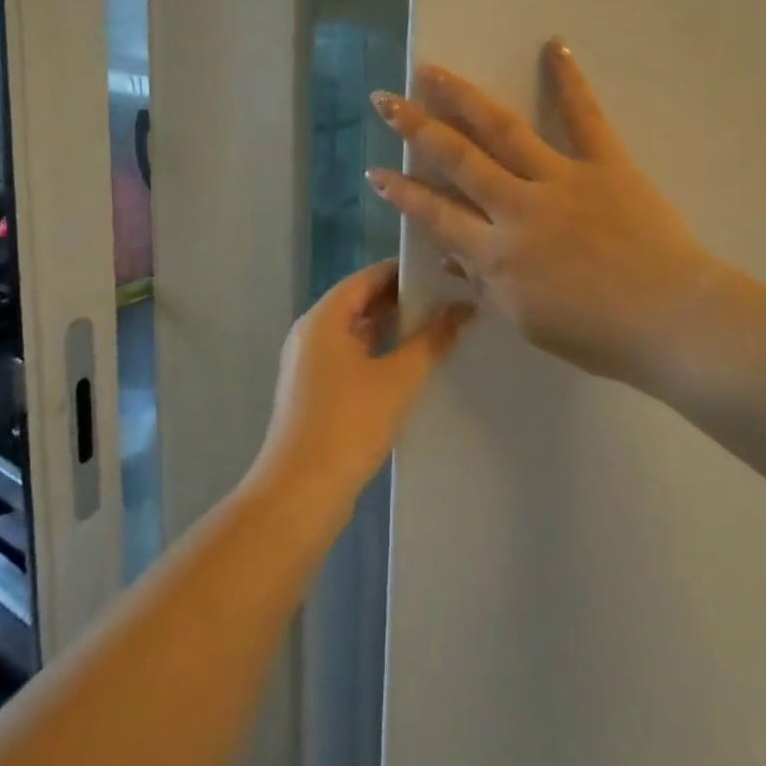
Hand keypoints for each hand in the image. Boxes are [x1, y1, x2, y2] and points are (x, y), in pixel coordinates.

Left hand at [258, 261, 474, 500]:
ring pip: (357, 331)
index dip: (405, 271)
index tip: (444, 272)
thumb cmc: (348, 425)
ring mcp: (309, 362)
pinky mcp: (314, 390)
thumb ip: (433, 339)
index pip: (368, 277)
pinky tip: (411, 365)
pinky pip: (350, 355)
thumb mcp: (399, 379)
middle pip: (361, 302)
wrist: (300, 493)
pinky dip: (379, 352)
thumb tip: (465, 307)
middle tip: (449, 300)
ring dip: (393, 329)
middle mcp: (311, 332)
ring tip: (439, 328)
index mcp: (324, 318)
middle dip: (403, 300)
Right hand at [366, 40, 725, 389]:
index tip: (376, 172)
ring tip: (432, 71)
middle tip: (386, 101)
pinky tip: (554, 45)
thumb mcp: (527, 321)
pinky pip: (585, 117)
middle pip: (458, 159)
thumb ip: (484, 285)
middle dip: (416, 128)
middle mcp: (519, 208)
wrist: (674, 322)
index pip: (435, 215)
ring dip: (463, 98)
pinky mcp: (606, 164)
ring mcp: (562, 180)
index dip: (401, 193)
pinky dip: (569, 80)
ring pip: (503, 130)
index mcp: (498, 254)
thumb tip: (449, 255)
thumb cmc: (599, 335)